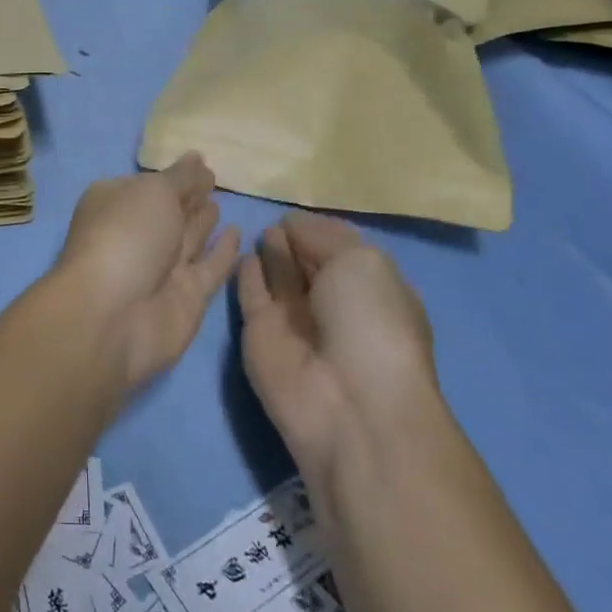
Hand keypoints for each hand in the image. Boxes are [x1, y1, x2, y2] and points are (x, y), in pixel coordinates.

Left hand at [46, 154, 240, 394]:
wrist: (115, 316)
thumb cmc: (127, 236)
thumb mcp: (154, 191)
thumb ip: (181, 177)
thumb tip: (196, 158)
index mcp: (117, 203)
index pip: (149, 184)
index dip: (173, 175)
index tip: (200, 163)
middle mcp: (137, 234)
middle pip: (168, 211)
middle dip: (188, 196)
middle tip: (214, 179)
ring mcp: (161, 268)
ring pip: (188, 238)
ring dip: (203, 221)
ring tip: (221, 202)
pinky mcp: (186, 296)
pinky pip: (209, 268)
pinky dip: (222, 252)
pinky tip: (236, 234)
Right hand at [237, 211, 437, 468]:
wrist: (347, 403)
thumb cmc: (370, 322)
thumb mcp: (362, 261)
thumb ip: (322, 236)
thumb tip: (291, 225)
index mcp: (371, 289)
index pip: (342, 250)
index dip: (321, 230)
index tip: (297, 208)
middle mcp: (334, 305)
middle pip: (309, 262)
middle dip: (295, 239)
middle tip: (273, 214)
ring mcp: (295, 322)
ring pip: (279, 277)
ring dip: (272, 252)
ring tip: (259, 227)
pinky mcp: (259, 336)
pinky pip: (250, 295)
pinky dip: (245, 273)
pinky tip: (240, 251)